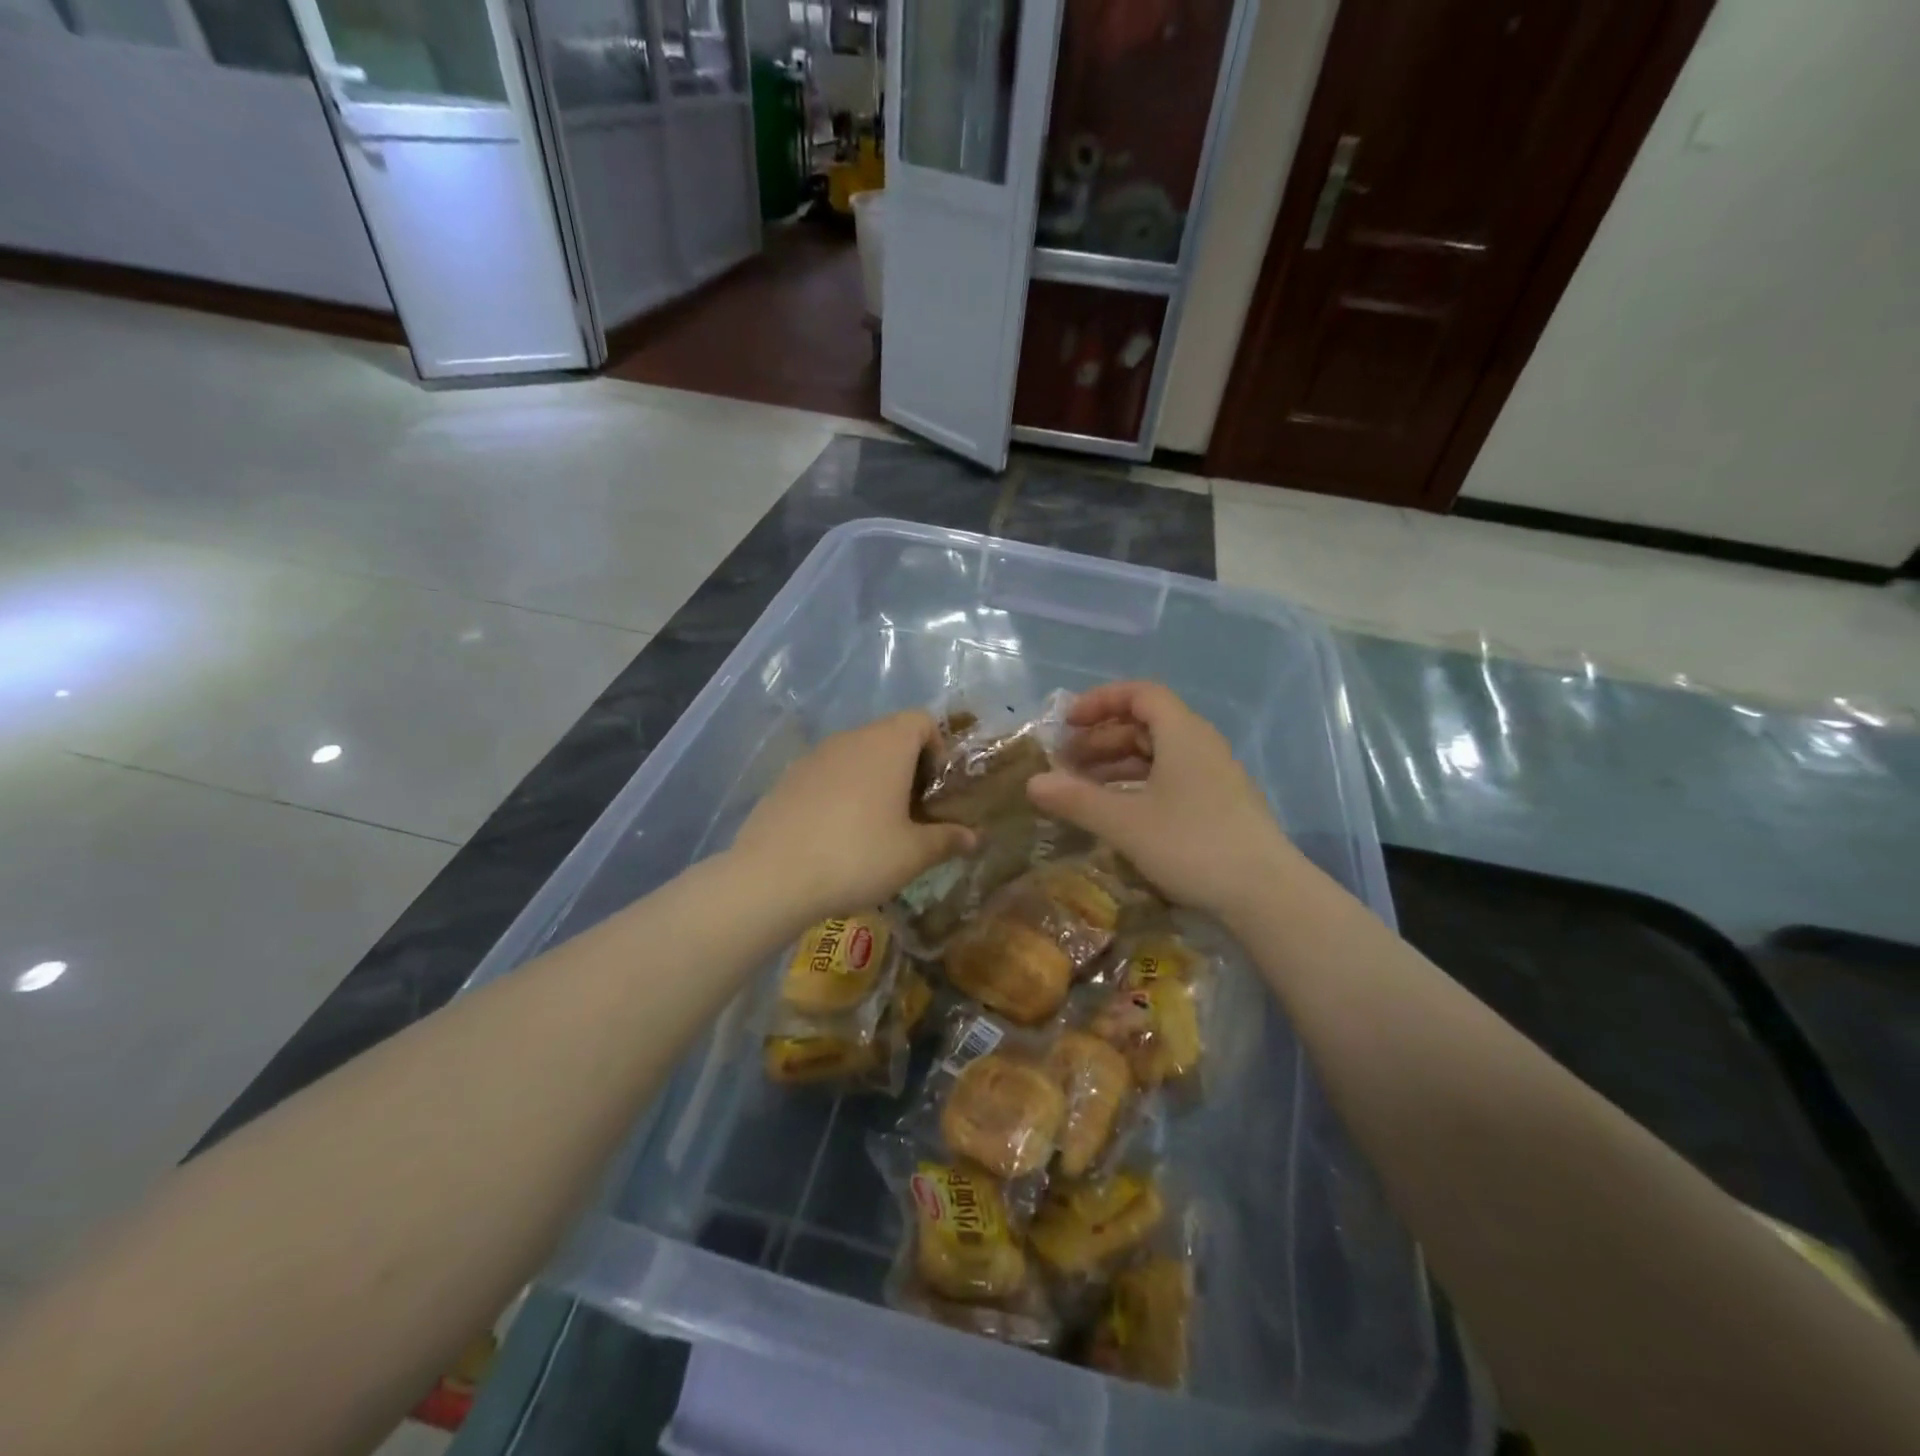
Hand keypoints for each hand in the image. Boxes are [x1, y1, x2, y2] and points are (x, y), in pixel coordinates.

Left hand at [730, 711, 973, 925]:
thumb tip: (974, 838)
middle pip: (888, 736)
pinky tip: (835, 835)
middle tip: (912, 813)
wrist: (772, 876)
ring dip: (873, 780)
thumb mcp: (913, 854)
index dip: (937, 748)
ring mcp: (813, 757)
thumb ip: (947, 840)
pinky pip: (826, 775)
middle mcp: (850, 739)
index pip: (921, 720)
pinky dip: (840, 793)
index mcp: (887, 744)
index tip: (936, 789)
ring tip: (874, 827)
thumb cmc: (858, 855)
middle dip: (906, 768)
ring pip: (855, 756)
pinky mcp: (787, 779)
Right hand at [1027, 682, 1301, 918]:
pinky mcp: (1221, 805)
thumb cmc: (1192, 845)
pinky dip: (1139, 785)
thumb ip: (1076, 799)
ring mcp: (1215, 777)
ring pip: (1159, 755)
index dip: (1100, 701)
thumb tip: (1032, 783)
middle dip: (1102, 738)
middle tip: (1066, 763)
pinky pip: (1172, 779)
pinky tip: (1120, 813)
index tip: (1068, 723)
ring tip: (1084, 789)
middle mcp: (1202, 746)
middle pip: (1147, 724)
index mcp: (1183, 734)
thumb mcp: (1125, 822)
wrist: (1267, 895)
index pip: (1141, 694)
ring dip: (1118, 764)